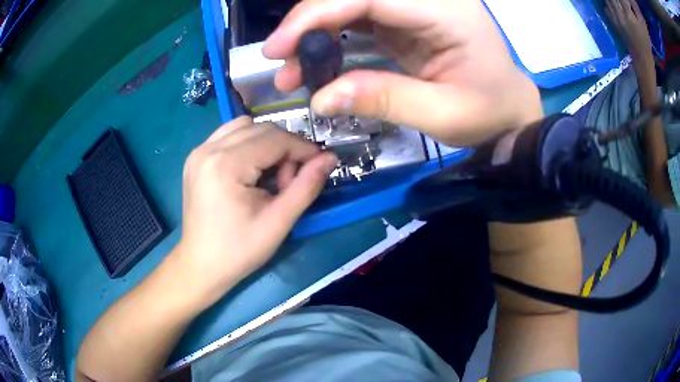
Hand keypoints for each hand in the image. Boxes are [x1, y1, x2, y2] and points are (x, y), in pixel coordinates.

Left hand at [176, 116, 336, 306]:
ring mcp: (199, 151)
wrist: (201, 265)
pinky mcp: (196, 157)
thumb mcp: (278, 222)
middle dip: (284, 148)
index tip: (320, 164)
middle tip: (289, 181)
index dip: (303, 148)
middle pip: (261, 128)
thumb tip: (330, 158)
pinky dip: (247, 144)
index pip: (275, 138)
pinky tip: (250, 169)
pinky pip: (228, 135)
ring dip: (266, 143)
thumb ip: (306, 186)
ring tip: (269, 175)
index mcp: (226, 164)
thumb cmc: (238, 251)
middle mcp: (208, 149)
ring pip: (245, 127)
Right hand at [263, 0, 542, 145]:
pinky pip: (360, 16)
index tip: (279, 47)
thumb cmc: (489, 114)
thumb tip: (321, 99)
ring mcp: (417, 6)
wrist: (509, 109)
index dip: (318, 13)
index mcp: (447, 12)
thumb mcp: (444, 114)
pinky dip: (333, 36)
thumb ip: (385, 99)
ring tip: (294, 68)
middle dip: (311, 21)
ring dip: (317, 29)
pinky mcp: (407, 18)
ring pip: (353, 2)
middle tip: (281, 60)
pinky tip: (318, 60)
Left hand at [606, 0, 653, 68]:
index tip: (626, 2)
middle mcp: (620, 15)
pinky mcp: (613, 23)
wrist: (642, 58)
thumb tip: (628, 1)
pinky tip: (615, 8)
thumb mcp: (643, 26)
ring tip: (618, 5)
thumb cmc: (645, 42)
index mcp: (629, 16)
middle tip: (621, 3)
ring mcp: (615, 19)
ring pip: (607, 0)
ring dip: (612, 1)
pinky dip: (609, 5)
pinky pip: (606, 8)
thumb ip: (635, 10)